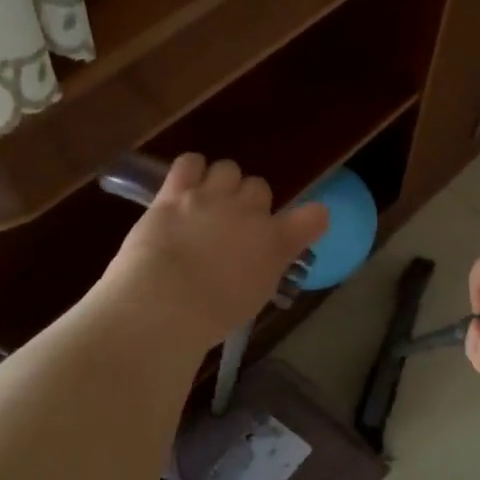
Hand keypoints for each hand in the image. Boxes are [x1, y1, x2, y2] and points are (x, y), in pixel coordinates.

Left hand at [102, 154, 327, 352]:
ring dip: (220, 182)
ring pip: (228, 168)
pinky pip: (190, 162)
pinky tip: (183, 186)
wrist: (164, 304)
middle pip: (260, 186)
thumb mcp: (253, 298)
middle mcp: (250, 212)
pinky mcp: (176, 192)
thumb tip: (259, 259)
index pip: (314, 216)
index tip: (298, 227)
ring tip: (204, 202)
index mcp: (275, 242)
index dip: (308, 218)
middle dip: (248, 201)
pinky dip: (190, 171)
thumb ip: (263, 268)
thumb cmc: (210, 316)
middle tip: (232, 223)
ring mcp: (213, 197)